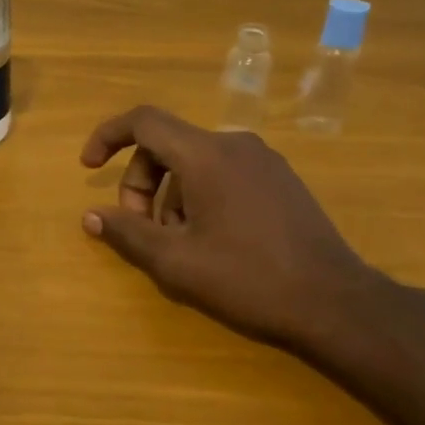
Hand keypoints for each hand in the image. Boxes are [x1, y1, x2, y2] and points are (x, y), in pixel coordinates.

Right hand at [80, 106, 386, 358]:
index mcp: (206, 155)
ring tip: (178, 244)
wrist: (335, 304)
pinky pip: (223, 172)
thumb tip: (91, 216)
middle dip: (141, 183)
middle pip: (167, 145)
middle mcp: (234, 144)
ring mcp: (263, 160)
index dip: (108, 137)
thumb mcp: (176, 263)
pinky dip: (199, 195)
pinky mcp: (281, 180)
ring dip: (170, 195)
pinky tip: (210, 239)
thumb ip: (127, 233)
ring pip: (194, 162)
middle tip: (141, 229)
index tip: (89, 167)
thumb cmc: (248, 280)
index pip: (144, 121)